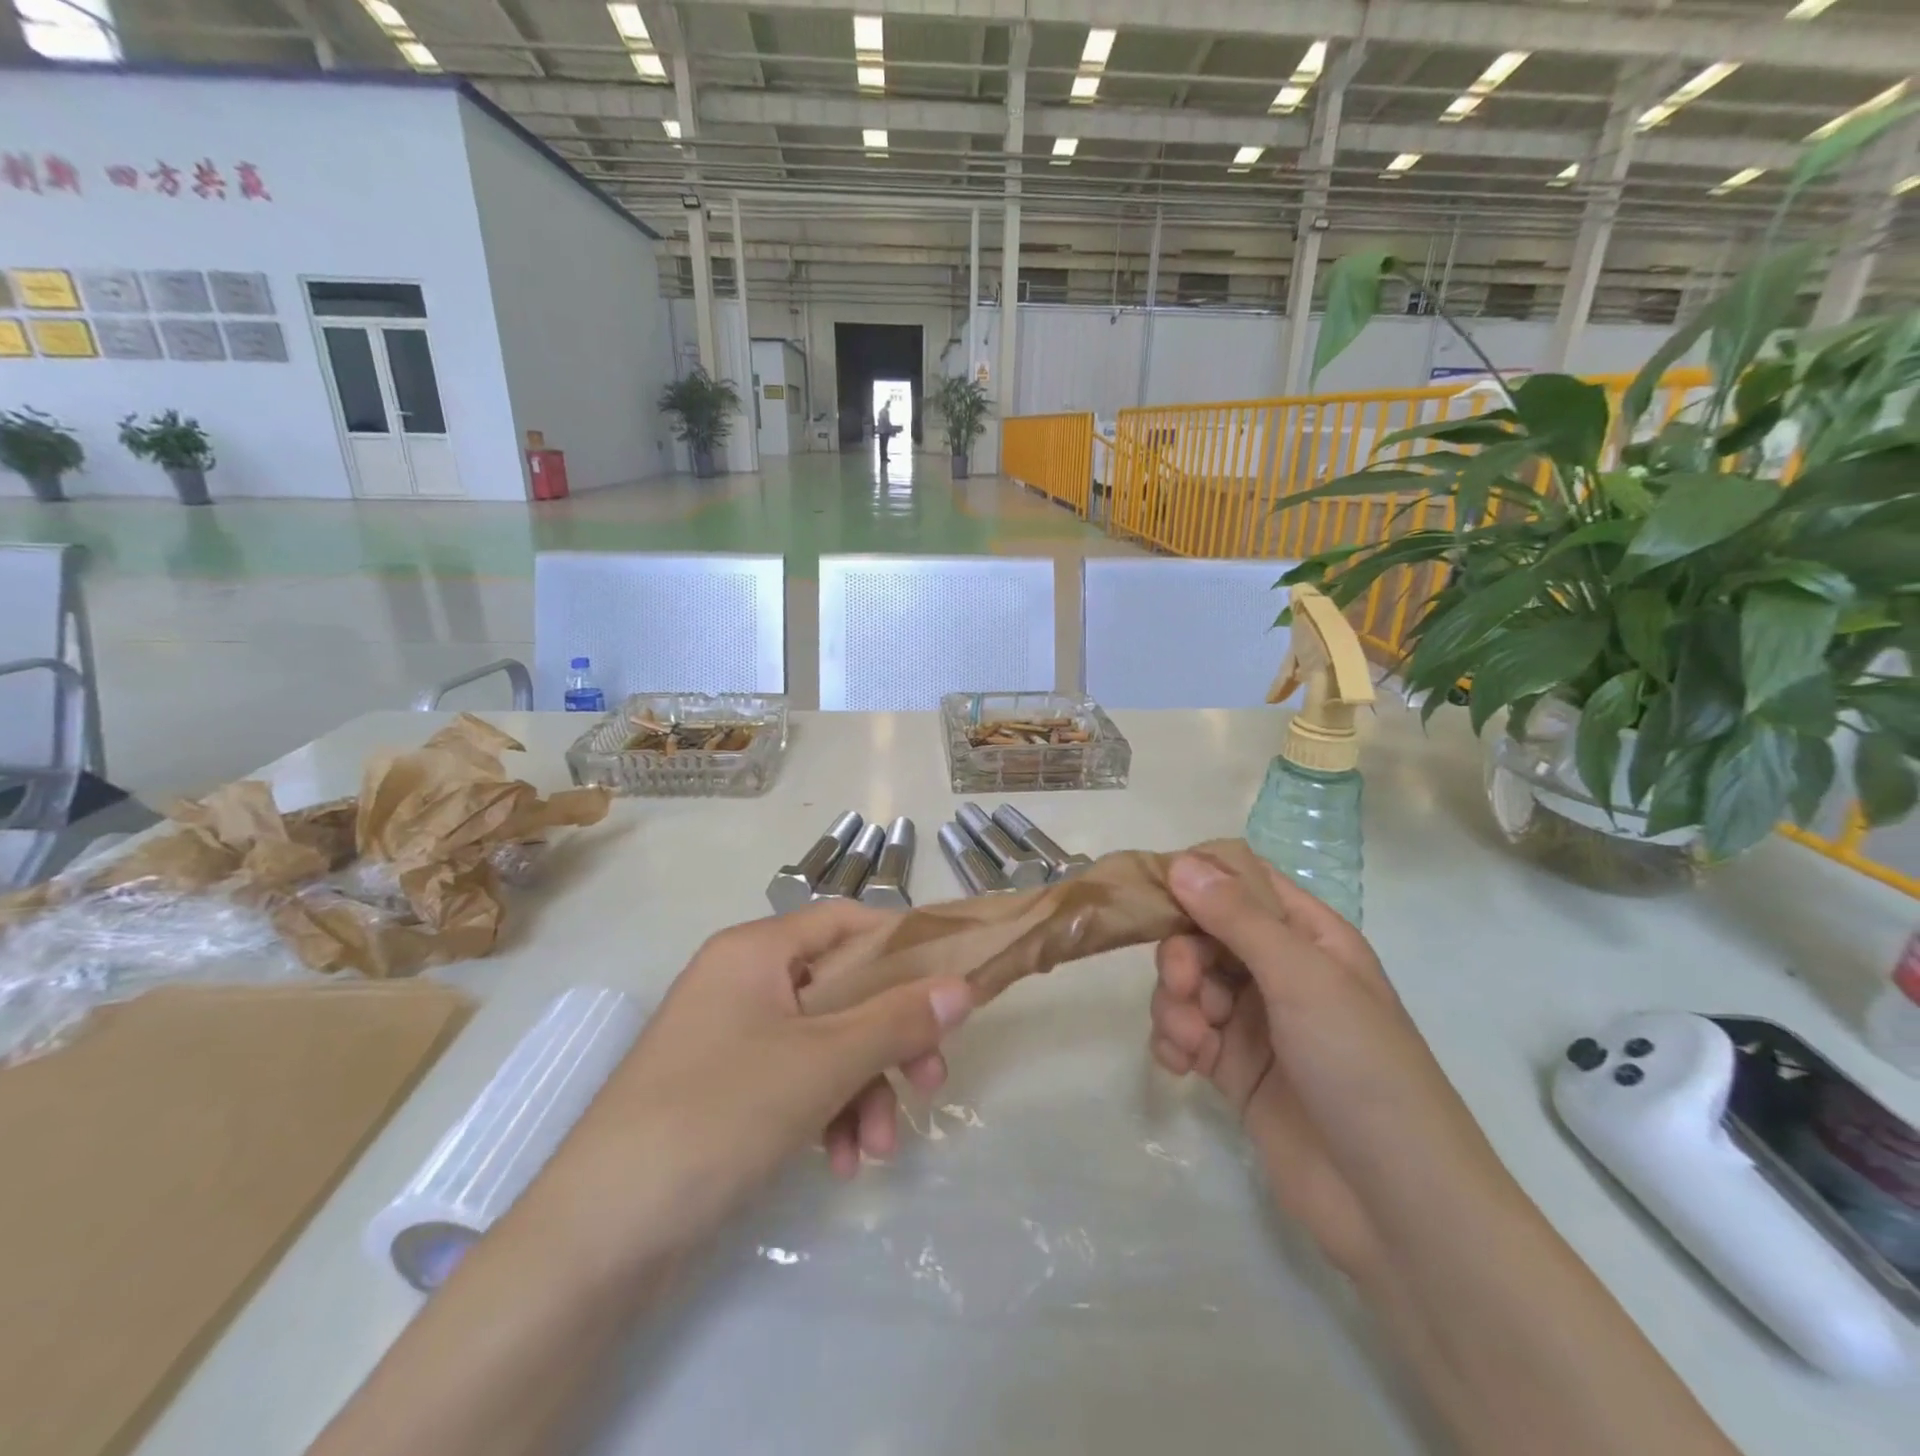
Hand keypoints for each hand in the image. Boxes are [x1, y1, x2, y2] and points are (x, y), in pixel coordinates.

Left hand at [524, 901, 973, 1276]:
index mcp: (756, 950)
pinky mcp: (724, 1089)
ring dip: (862, 1089)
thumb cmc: (717, 1115)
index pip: (845, 922)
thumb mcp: (821, 1063)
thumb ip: (897, 1020)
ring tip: (877, 1150)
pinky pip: (795, 1080)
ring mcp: (730, 1037)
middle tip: (931, 1081)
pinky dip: (826, 1113)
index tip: (948, 987)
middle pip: (841, 989)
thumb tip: (964, 986)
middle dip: (889, 1039)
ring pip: (824, 1042)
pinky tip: (839, 1163)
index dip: (901, 946)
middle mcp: (742, 981)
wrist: (596, 1237)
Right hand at [1149, 854, 1488, 1278]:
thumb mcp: (1303, 980)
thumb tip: (1181, 861)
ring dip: (1175, 1003)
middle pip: (1203, 931)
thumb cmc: (1362, 1069)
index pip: (1241, 880)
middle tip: (1183, 985)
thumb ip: (1238, 918)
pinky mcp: (1233, 1068)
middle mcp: (1279, 969)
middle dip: (1182, 954)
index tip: (1154, 893)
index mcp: (1308, 935)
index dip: (1196, 879)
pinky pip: (1185, 1031)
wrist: (1396, 1206)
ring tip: (1190, 1040)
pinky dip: (1173, 1040)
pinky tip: (1181, 1065)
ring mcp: (1255, 1020)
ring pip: (1188, 982)